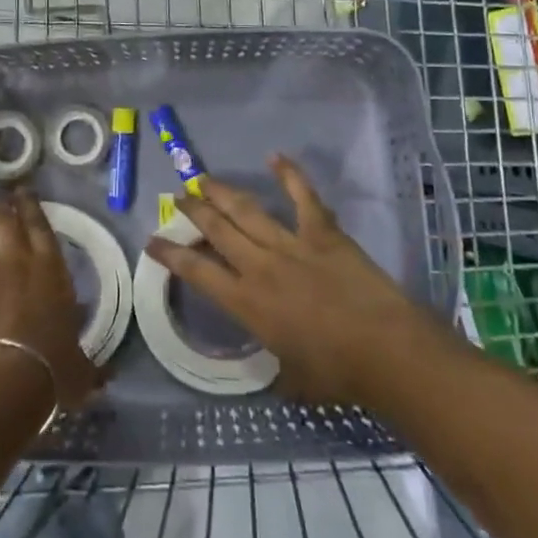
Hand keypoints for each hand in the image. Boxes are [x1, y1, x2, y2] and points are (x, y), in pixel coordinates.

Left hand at [0, 189, 100, 411]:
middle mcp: (16, 260)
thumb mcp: (80, 366)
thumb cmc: (54, 366)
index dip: (31, 205)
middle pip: (2, 220)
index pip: (40, 224)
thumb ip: (88, 365)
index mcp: (51, 268)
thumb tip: (105, 378)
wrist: (10, 375)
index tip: (23, 192)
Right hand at [146, 155, 429, 407]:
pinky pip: (303, 197)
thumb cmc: (337, 373)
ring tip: (204, 179)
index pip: (196, 271)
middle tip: (178, 196)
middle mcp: (259, 266)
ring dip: (222, 193)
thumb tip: (279, 372)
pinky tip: (275, 157)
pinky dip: (289, 175)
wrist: (385, 350)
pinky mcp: (322, 233)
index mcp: (246, 303)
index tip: (152, 240)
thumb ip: (279, 367)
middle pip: (216, 229)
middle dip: (192, 210)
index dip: (170, 254)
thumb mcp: (294, 380)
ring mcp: (290, 244)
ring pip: (246, 210)